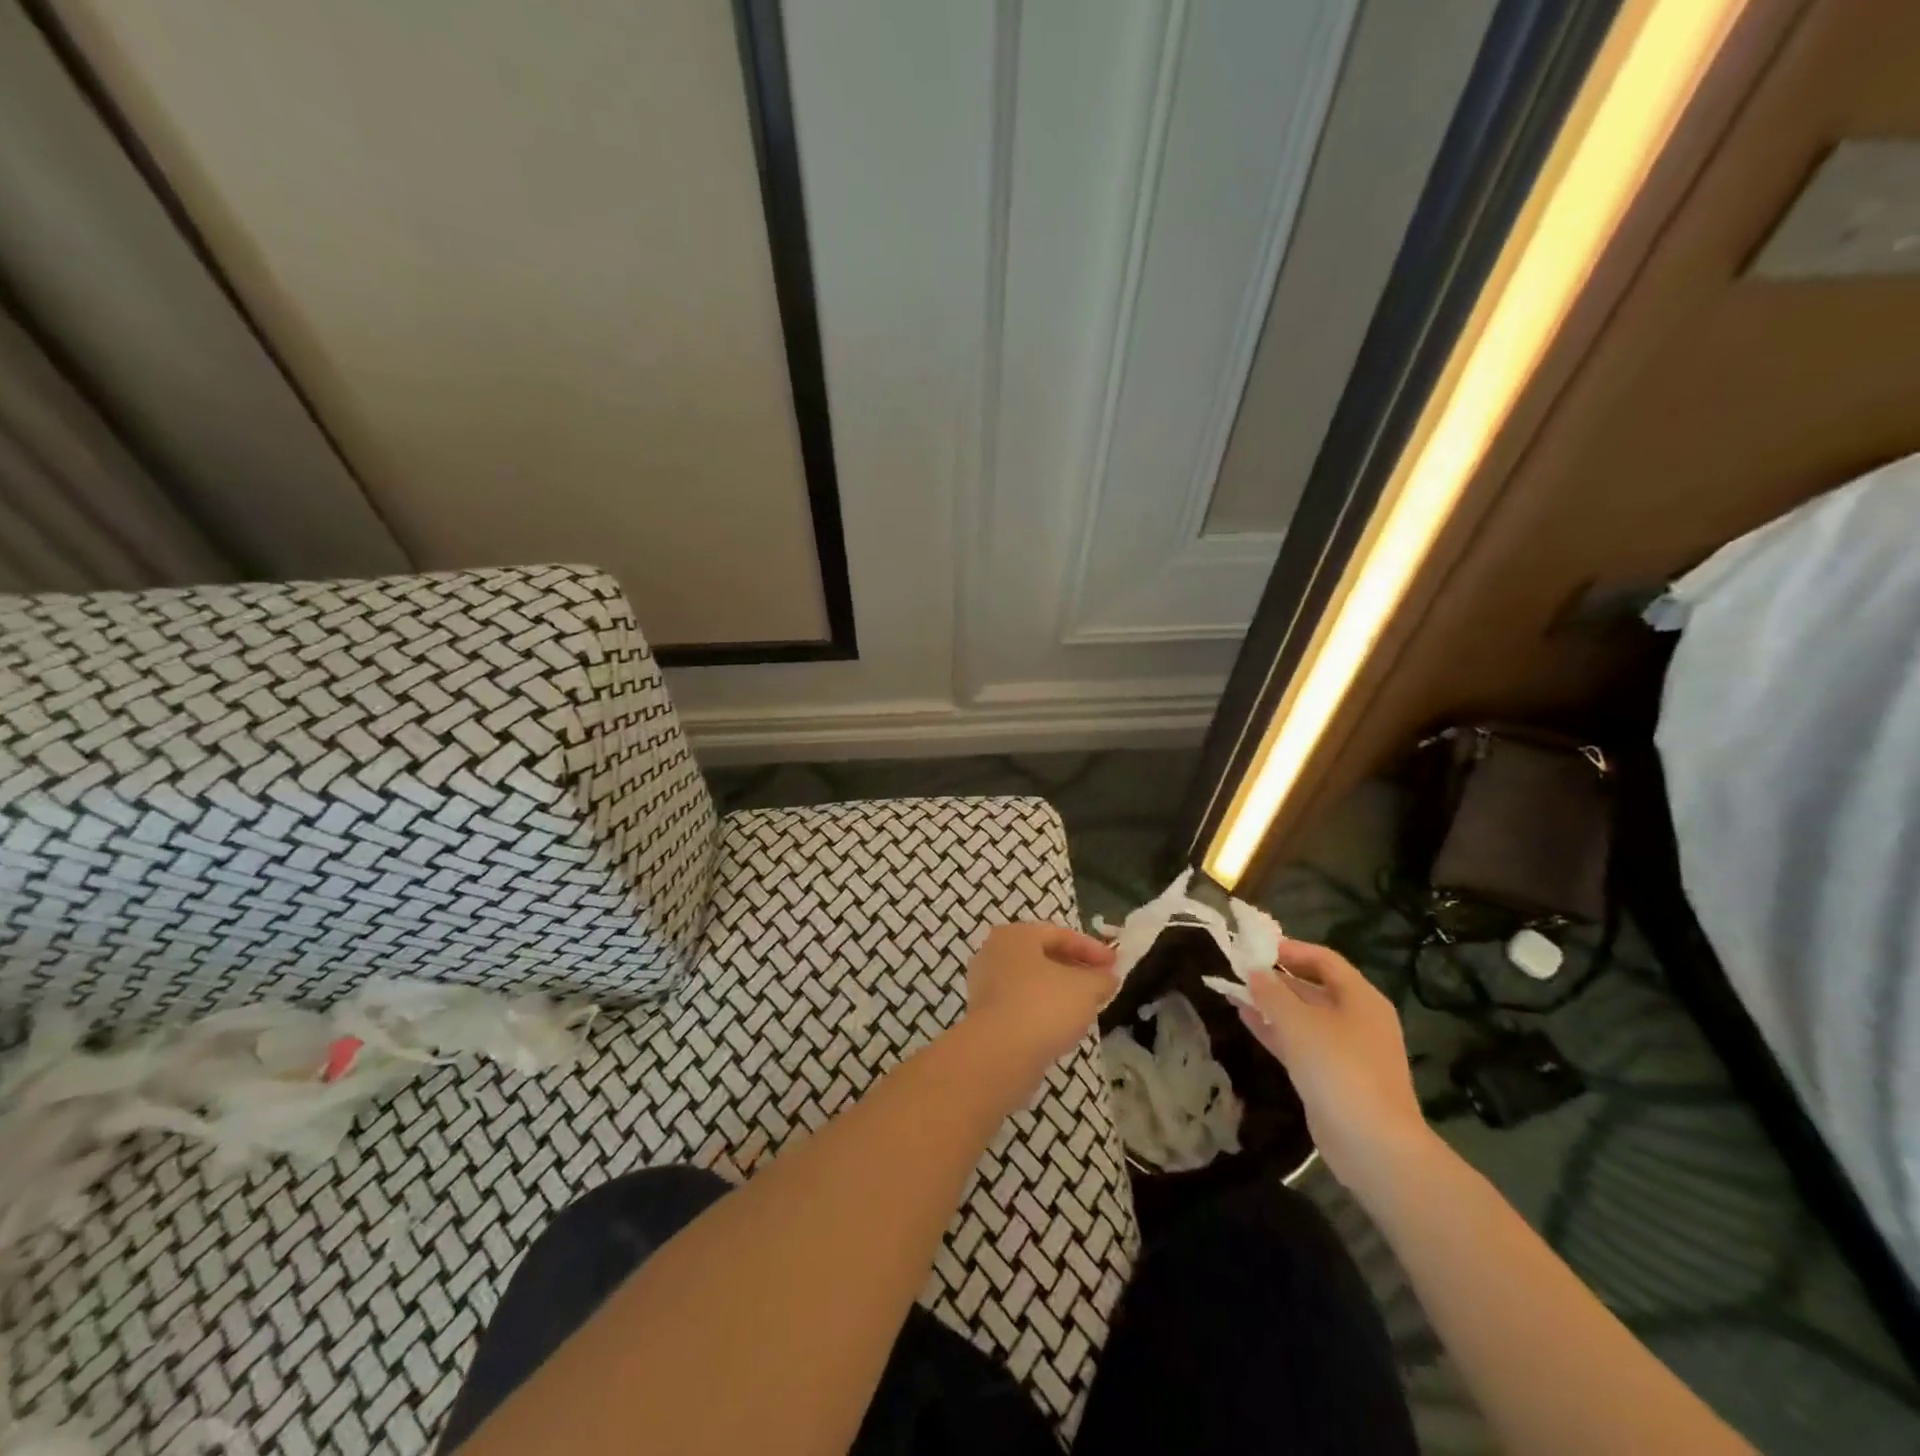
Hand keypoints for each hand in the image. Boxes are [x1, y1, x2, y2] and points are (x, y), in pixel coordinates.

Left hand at [963, 923, 1118, 1078]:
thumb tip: (1108, 977)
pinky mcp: (985, 1016)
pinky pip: (1022, 1005)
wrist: (999, 1054)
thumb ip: (1101, 978)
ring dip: (1060, 991)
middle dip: (1076, 969)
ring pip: (1032, 982)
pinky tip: (1063, 1026)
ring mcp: (986, 985)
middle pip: (1043, 957)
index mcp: (1015, 935)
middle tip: (1102, 984)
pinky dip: (1044, 1010)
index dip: (1093, 949)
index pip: (1060, 935)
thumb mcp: (1085, 988)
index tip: (1116, 965)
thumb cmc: (1044, 1006)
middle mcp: (995, 953)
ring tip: (1087, 1007)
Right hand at [1237, 937, 1433, 1198]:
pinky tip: (1245, 1018)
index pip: (1324, 960)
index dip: (1290, 949)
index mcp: (1361, 998)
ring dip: (1270, 1003)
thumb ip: (1272, 993)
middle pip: (1313, 987)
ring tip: (1234, 990)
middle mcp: (1357, 1019)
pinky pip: (1299, 1042)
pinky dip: (1274, 1029)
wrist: (1373, 1146)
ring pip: (1303, 1016)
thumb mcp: (1299, 1023)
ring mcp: (1346, 1050)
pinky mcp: (1332, 1077)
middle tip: (1239, 968)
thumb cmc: (1339, 1069)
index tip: (1255, 947)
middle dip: (1276, 978)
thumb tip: (1254, 971)